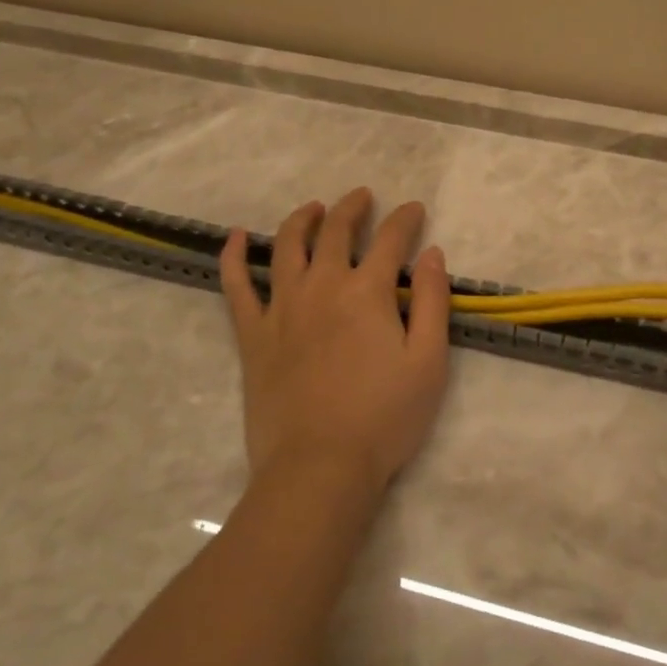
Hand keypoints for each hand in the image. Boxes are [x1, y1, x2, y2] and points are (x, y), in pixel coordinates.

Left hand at [221, 187, 453, 494]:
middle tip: (363, 197)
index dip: (405, 219)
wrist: (319, 469)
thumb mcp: (429, 361)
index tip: (415, 209)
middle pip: (335, 231)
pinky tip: (237, 236)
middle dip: (352, 208)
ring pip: (287, 246)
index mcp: (367, 292)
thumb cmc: (384, 417)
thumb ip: (432, 301)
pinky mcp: (253, 336)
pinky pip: (236, 287)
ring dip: (302, 219)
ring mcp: (282, 309)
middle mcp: (322, 287)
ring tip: (314, 207)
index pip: (390, 239)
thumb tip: (432, 253)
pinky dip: (234, 256)